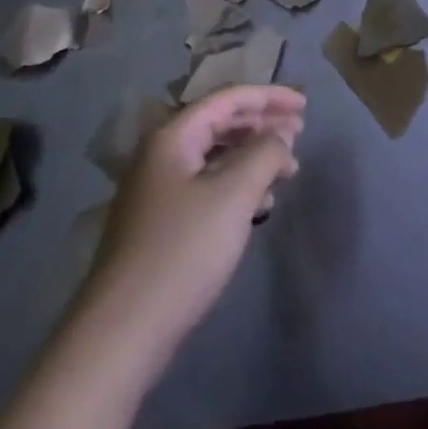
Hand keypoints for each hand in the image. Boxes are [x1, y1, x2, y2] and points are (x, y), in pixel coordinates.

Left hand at [82, 85, 304, 357]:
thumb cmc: (181, 252)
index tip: (305, 106)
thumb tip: (281, 136)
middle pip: (220, 123)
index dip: (269, 97)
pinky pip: (207, 186)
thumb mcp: (232, 195)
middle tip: (300, 134)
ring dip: (252, 156)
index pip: (228, 99)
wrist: (122, 331)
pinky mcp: (161, 223)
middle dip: (262, 125)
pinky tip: (261, 203)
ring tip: (288, 169)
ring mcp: (157, 189)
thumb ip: (264, 155)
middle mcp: (161, 153)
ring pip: (214, 157)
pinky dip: (237, 185)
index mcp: (173, 136)